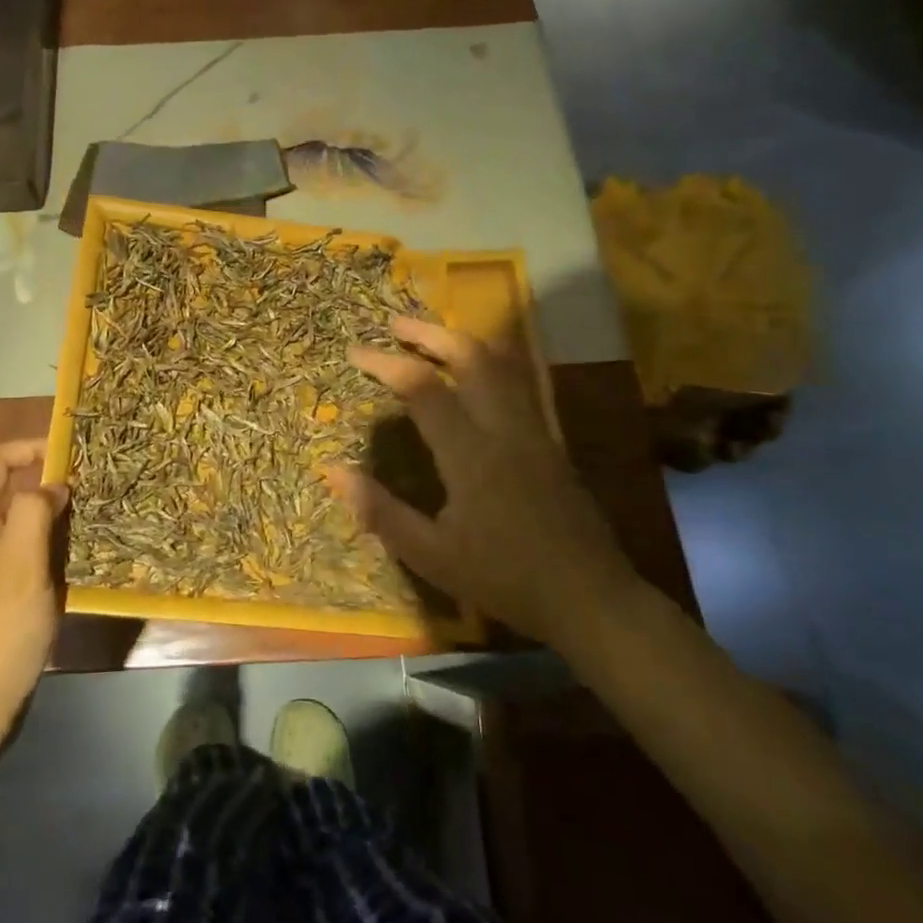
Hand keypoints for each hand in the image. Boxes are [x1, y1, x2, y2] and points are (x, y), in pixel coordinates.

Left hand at [0, 439, 68, 735]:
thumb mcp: (19, 566)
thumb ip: (34, 514)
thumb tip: (52, 485)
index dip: (28, 447)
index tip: (69, 454)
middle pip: (11, 490)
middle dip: (50, 482)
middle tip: (93, 488)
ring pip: (25, 523)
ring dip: (57, 516)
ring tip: (95, 519)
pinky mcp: (3, 595)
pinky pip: (30, 554)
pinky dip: (55, 547)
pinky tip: (81, 559)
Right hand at [328, 317, 643, 654]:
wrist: (590, 597)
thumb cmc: (504, 578)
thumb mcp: (431, 555)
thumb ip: (380, 511)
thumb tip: (332, 470)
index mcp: (471, 454)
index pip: (423, 389)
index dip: (386, 364)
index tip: (355, 352)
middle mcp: (505, 428)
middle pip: (471, 357)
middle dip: (429, 334)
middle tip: (394, 326)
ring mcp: (535, 429)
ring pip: (503, 363)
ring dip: (463, 341)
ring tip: (432, 336)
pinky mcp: (552, 439)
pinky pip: (523, 382)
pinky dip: (494, 361)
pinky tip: (481, 366)